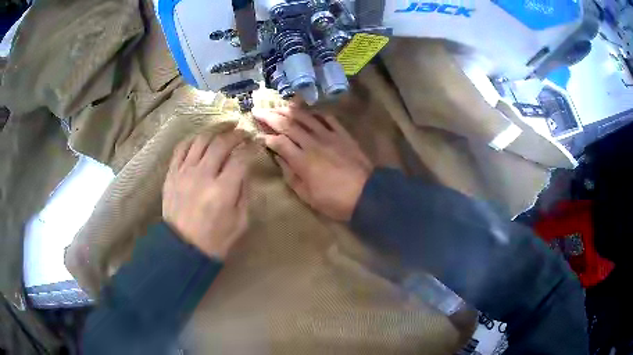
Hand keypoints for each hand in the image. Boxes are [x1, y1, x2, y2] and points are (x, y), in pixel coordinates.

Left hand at [162, 132, 248, 258]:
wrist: (183, 249)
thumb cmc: (215, 240)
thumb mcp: (240, 221)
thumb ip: (244, 193)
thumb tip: (245, 171)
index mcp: (223, 190)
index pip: (241, 158)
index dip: (252, 147)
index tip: (257, 143)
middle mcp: (203, 176)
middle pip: (221, 143)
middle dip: (236, 134)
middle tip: (244, 131)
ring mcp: (184, 172)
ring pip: (201, 140)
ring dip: (216, 129)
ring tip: (226, 126)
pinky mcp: (172, 174)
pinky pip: (181, 148)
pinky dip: (193, 139)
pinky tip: (202, 137)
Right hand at [253, 105, 372, 220]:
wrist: (367, 194)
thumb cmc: (335, 201)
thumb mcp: (307, 195)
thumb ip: (291, 175)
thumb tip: (279, 158)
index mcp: (302, 161)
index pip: (279, 142)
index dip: (267, 137)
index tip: (259, 135)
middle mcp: (313, 143)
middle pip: (289, 125)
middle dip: (271, 117)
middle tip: (258, 110)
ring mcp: (329, 136)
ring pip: (306, 118)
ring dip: (290, 110)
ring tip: (278, 106)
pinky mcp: (343, 135)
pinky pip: (328, 118)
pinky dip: (316, 113)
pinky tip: (309, 110)